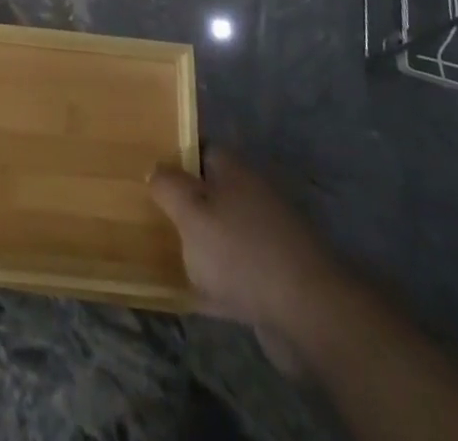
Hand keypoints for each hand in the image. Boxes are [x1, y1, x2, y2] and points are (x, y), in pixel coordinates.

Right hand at [149, 148, 349, 345]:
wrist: (308, 310)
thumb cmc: (241, 250)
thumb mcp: (190, 212)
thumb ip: (167, 186)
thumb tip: (155, 168)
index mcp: (232, 168)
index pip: (198, 148)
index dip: (173, 157)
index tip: (149, 172)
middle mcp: (251, 193)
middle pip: (210, 191)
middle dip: (185, 204)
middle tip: (151, 215)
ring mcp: (266, 235)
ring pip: (222, 232)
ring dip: (201, 244)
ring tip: (167, 255)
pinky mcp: (275, 275)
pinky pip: (236, 271)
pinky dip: (218, 281)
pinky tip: (195, 296)